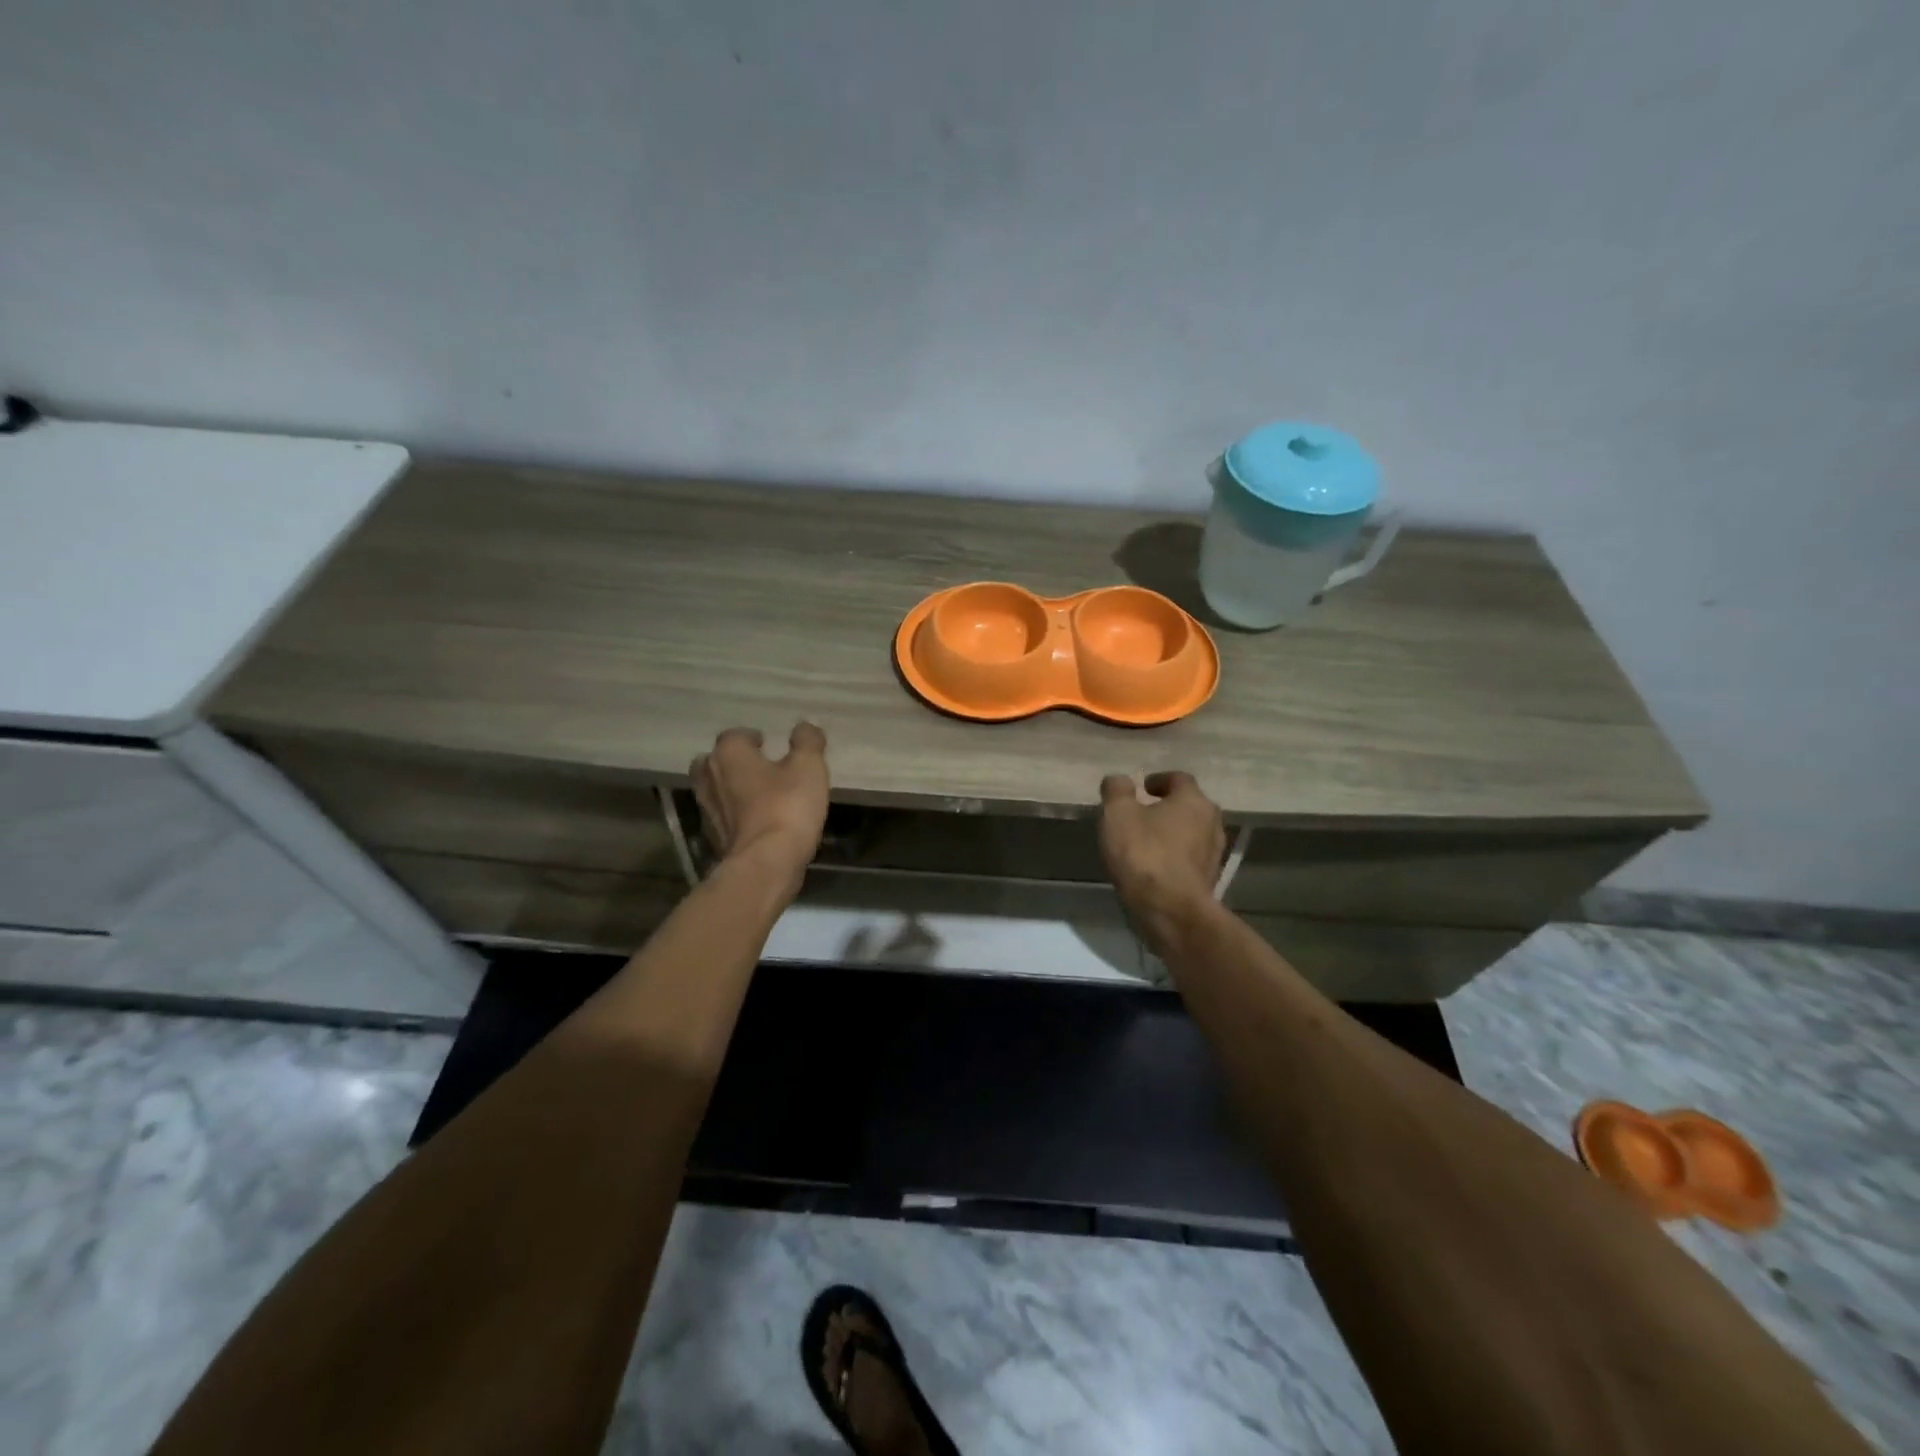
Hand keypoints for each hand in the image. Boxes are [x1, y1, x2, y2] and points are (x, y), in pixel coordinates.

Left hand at [690, 723, 829, 893]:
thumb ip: (807, 742)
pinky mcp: (712, 838)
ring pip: (716, 789)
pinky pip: (723, 816)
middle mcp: (709, 776)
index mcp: (729, 754)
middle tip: (759, 767)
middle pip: (715, 761)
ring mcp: (707, 809)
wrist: (765, 863)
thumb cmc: (787, 806)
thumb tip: (804, 727)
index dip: (753, 738)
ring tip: (759, 794)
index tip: (770, 745)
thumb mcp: (808, 767)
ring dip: (732, 788)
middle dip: (734, 762)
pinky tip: (756, 820)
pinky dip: (735, 814)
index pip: (735, 735)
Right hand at [1099, 770, 1226, 953]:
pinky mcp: (1209, 880)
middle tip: (1141, 814)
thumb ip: (1117, 791)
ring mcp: (1214, 854)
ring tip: (1145, 842)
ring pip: (1192, 833)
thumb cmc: (1144, 854)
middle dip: (1167, 807)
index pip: (1179, 779)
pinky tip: (1154, 867)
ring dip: (1172, 833)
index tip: (1141, 788)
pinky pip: (1190, 859)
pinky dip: (1175, 857)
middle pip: (1189, 806)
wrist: (1170, 910)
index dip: (1159, 780)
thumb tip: (1119, 779)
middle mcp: (1212, 822)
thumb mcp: (1118, 814)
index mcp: (1194, 800)